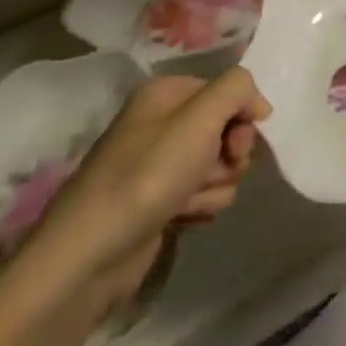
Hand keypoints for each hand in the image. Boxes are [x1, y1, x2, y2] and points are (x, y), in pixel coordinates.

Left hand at [13, 68, 271, 319]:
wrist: (90, 255)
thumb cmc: (147, 176)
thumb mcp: (200, 117)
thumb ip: (237, 89)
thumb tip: (256, 102)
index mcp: (166, 93)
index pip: (229, 90)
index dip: (242, 114)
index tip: (238, 140)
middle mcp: (163, 123)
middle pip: (227, 128)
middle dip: (230, 153)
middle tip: (215, 170)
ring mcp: (160, 164)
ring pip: (220, 163)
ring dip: (216, 183)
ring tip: (188, 201)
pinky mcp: (161, 200)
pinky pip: (204, 192)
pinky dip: (200, 204)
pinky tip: (181, 217)